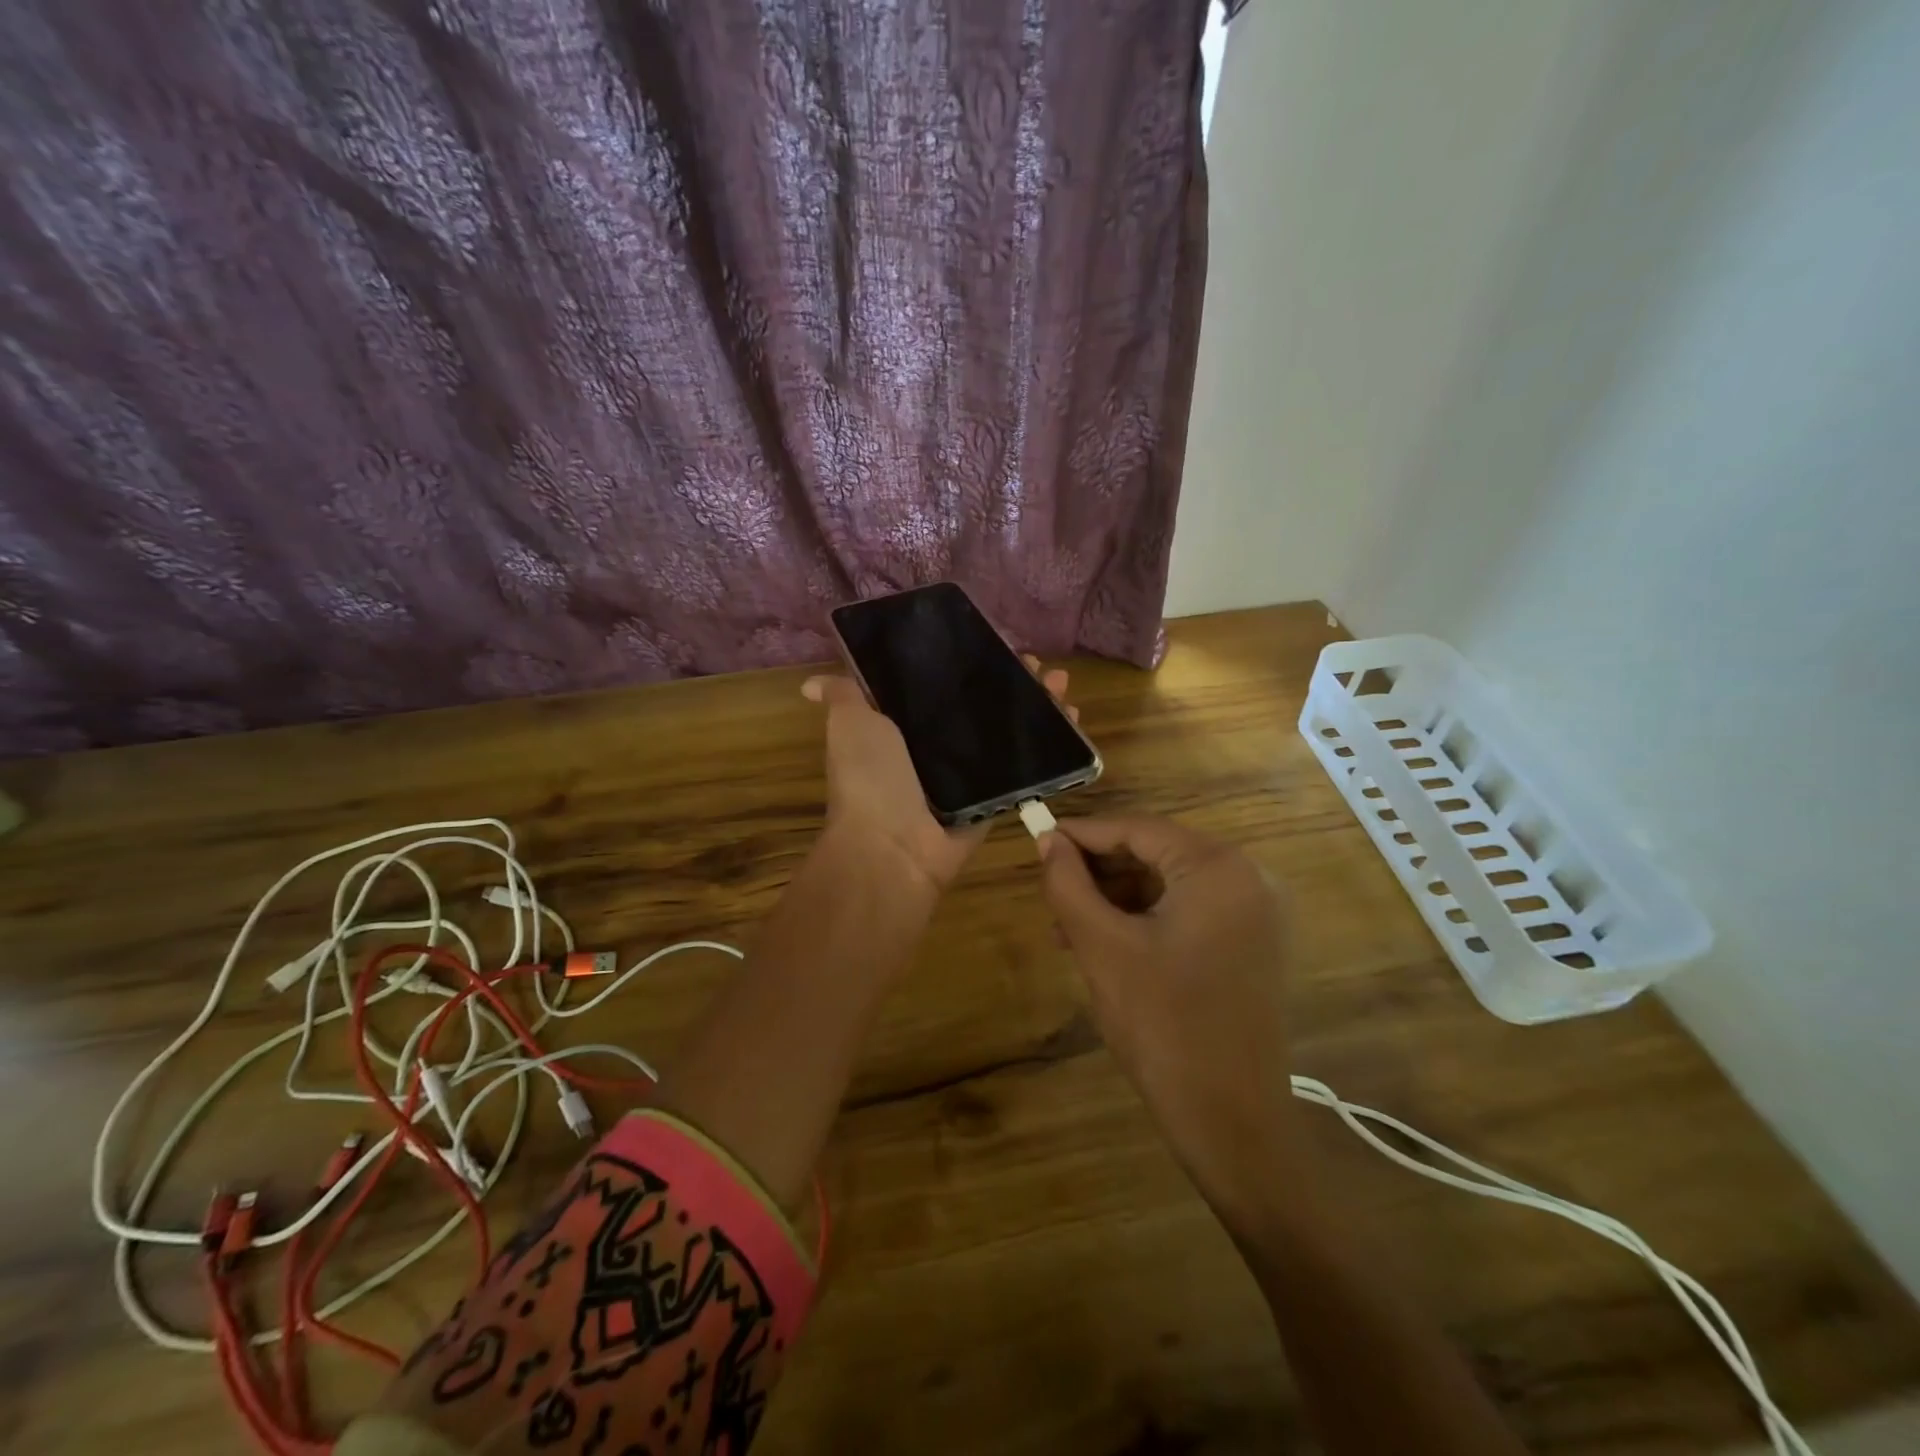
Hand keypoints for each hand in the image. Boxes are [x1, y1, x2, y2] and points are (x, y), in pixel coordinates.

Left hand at [801, 657, 1074, 892]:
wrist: (893, 847)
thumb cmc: (869, 777)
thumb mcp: (851, 724)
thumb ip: (844, 695)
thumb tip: (809, 683)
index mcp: (904, 726)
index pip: (942, 685)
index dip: (968, 664)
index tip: (994, 643)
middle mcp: (937, 747)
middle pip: (982, 706)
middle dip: (1012, 682)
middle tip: (1038, 665)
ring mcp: (969, 774)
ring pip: (1009, 732)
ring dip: (1039, 707)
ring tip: (1062, 685)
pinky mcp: (995, 797)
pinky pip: (1027, 766)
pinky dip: (1052, 745)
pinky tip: (1073, 718)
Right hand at [1037, 816, 1301, 1212]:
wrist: (1232, 1123)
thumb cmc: (1163, 1026)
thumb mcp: (1102, 947)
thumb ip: (1068, 884)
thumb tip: (1047, 840)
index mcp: (1218, 868)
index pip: (1137, 828)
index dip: (1082, 833)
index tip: (1037, 839)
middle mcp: (1247, 877)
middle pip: (1155, 853)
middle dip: (1098, 872)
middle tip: (1050, 891)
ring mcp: (1255, 913)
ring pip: (1168, 884)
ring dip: (1116, 899)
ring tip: (1067, 929)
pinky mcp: (1252, 943)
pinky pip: (1188, 911)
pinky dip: (1144, 920)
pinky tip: (1104, 944)